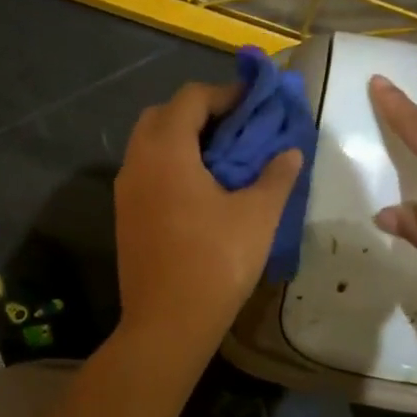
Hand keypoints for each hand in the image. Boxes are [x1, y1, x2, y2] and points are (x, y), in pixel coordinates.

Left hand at [115, 81, 303, 360]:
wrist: (168, 323)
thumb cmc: (216, 262)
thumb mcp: (257, 216)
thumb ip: (276, 176)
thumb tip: (290, 152)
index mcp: (167, 151)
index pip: (191, 98)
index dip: (225, 93)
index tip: (254, 103)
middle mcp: (137, 161)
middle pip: (163, 115)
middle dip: (200, 112)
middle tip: (236, 128)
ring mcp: (126, 190)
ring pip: (151, 144)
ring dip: (184, 139)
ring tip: (223, 158)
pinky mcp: (125, 215)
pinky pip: (147, 171)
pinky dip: (172, 164)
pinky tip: (201, 190)